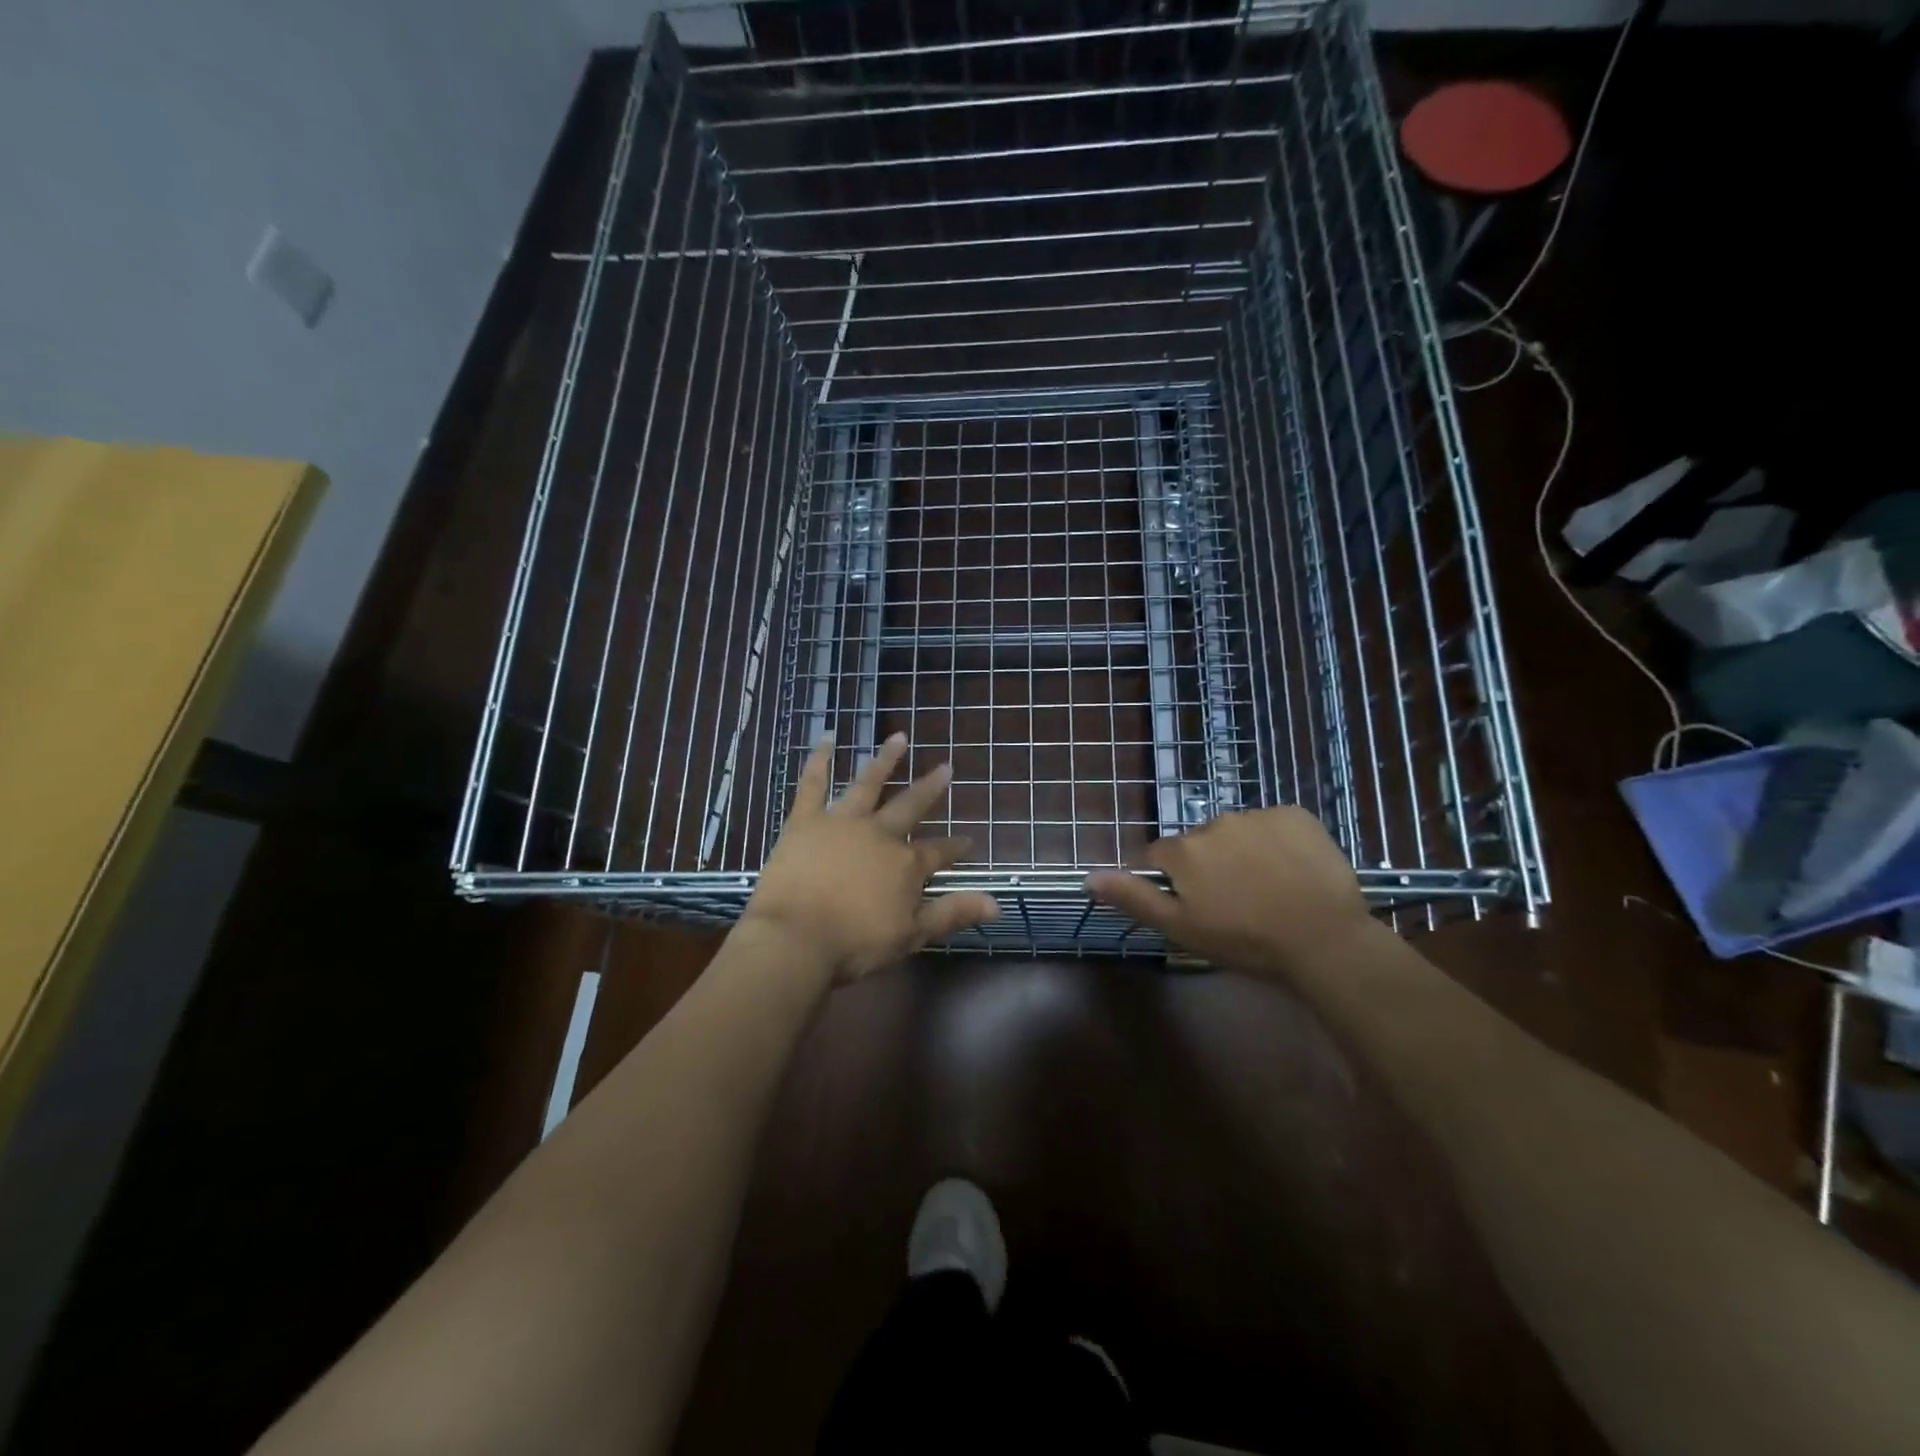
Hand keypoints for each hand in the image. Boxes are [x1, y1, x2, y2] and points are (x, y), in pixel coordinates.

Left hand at [741, 733, 999, 982]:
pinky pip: (813, 784)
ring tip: (899, 737)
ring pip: (868, 783)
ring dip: (885, 760)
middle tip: (946, 767)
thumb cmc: (855, 943)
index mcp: (905, 864)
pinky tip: (826, 738)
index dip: (956, 847)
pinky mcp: (805, 821)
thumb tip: (996, 903)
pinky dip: (820, 760)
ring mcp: (842, 822)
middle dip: (930, 788)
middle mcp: (879, 834)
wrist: (795, 939)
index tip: (970, 842)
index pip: (939, 852)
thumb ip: (952, 913)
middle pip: (910, 806)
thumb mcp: (911, 934)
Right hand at [1084, 808, 1371, 976]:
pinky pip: (1275, 824)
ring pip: (1237, 832)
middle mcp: (1214, 822)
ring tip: (1269, 889)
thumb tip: (1088, 876)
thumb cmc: (1244, 940)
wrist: (1323, 939)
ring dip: (1243, 853)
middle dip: (1209, 866)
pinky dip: (1277, 843)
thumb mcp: (1181, 928)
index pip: (1159, 856)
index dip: (1172, 881)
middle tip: (1235, 903)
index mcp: (1184, 850)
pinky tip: (1292, 871)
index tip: (1193, 905)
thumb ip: (1134, 897)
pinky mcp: (1296, 815)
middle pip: (1200, 843)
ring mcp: (1258, 815)